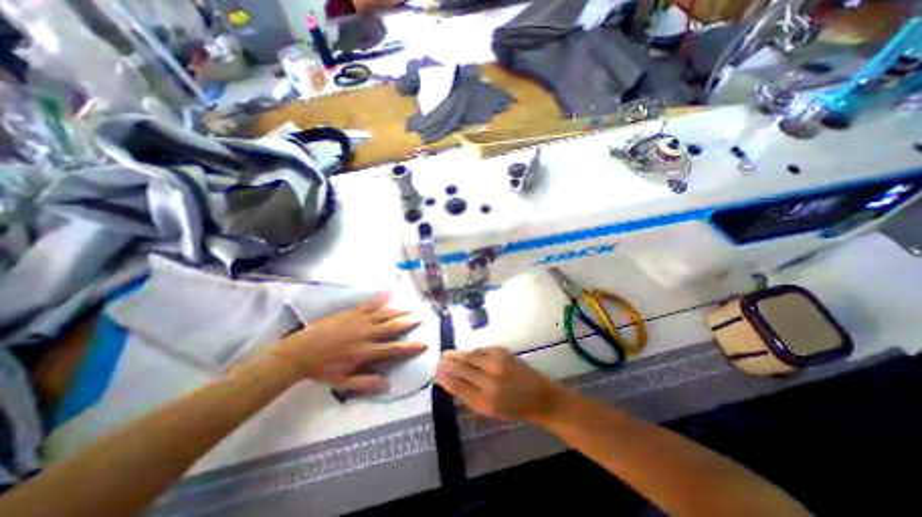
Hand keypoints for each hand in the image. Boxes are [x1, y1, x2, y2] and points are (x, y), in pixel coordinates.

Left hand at [264, 294, 427, 393]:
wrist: (301, 351)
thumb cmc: (323, 369)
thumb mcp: (343, 382)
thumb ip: (365, 383)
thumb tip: (387, 386)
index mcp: (368, 352)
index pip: (395, 349)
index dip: (411, 347)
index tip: (424, 344)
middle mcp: (369, 334)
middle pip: (393, 327)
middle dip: (408, 322)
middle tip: (420, 318)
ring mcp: (361, 321)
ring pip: (385, 314)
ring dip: (399, 310)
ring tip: (410, 307)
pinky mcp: (353, 312)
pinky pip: (371, 303)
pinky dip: (383, 297)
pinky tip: (391, 291)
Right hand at [437, 347, 566, 424]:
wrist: (540, 396)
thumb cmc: (514, 408)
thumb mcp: (489, 410)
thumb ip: (469, 396)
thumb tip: (450, 381)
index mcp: (486, 401)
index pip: (458, 386)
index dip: (445, 377)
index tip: (436, 372)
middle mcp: (490, 380)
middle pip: (462, 368)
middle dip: (448, 363)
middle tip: (439, 361)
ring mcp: (498, 363)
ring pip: (470, 355)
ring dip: (457, 354)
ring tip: (447, 354)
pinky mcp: (503, 351)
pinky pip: (481, 349)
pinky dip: (471, 351)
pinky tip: (465, 353)